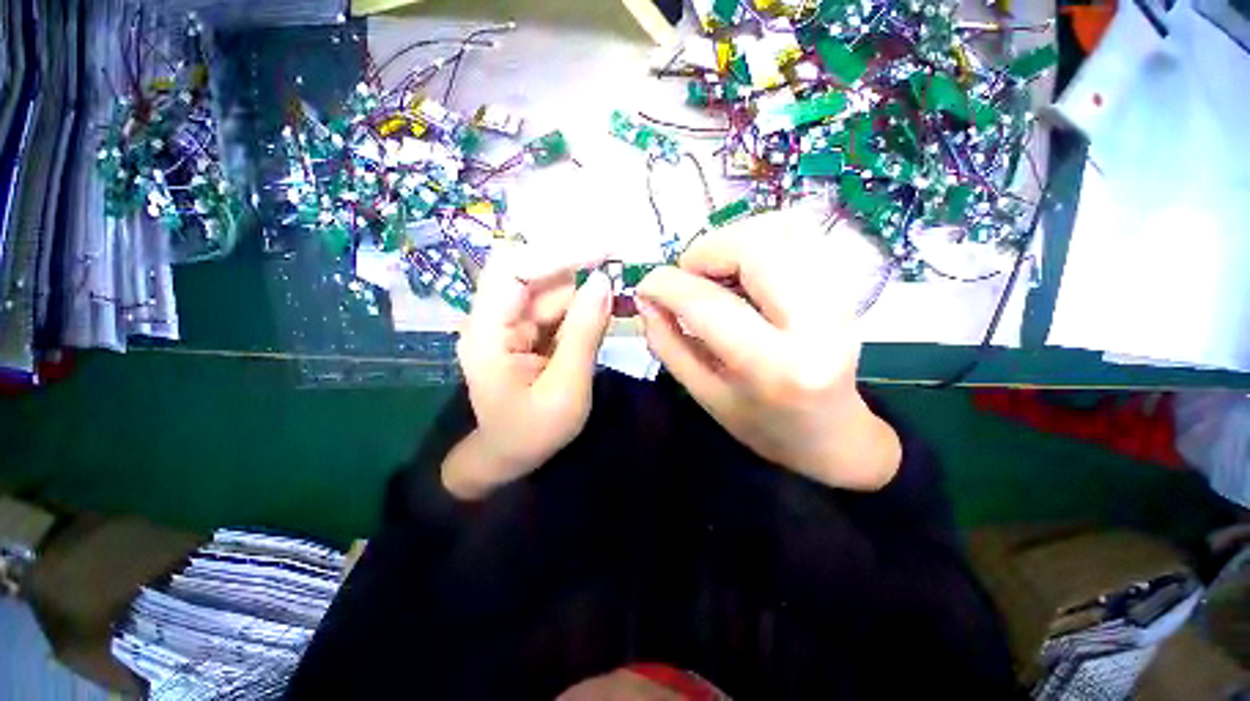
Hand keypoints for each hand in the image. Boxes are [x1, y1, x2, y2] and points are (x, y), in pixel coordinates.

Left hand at [443, 245, 612, 499]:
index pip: (513, 271)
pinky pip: (557, 306)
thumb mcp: (566, 388)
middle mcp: (493, 318)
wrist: (512, 455)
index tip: (603, 250)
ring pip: (550, 288)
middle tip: (620, 266)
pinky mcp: (527, 329)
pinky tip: (606, 307)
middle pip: (532, 272)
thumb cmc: (534, 432)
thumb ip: (584, 333)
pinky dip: (583, 304)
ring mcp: (510, 322)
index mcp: (487, 334)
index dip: (557, 254)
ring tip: (620, 292)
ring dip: (585, 286)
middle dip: (576, 266)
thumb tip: (604, 281)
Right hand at [636, 210, 900, 490]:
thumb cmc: (763, 425)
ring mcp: (839, 298)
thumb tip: (646, 299)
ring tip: (713, 272)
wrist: (833, 435)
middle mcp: (817, 323)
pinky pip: (798, 234)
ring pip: (781, 229)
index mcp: (774, 366)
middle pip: (755, 248)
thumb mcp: (704, 394)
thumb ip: (668, 344)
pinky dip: (758, 239)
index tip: (646, 285)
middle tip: (685, 276)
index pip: (709, 304)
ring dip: (731, 241)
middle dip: (704, 251)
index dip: (667, 285)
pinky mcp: (844, 284)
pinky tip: (742, 268)